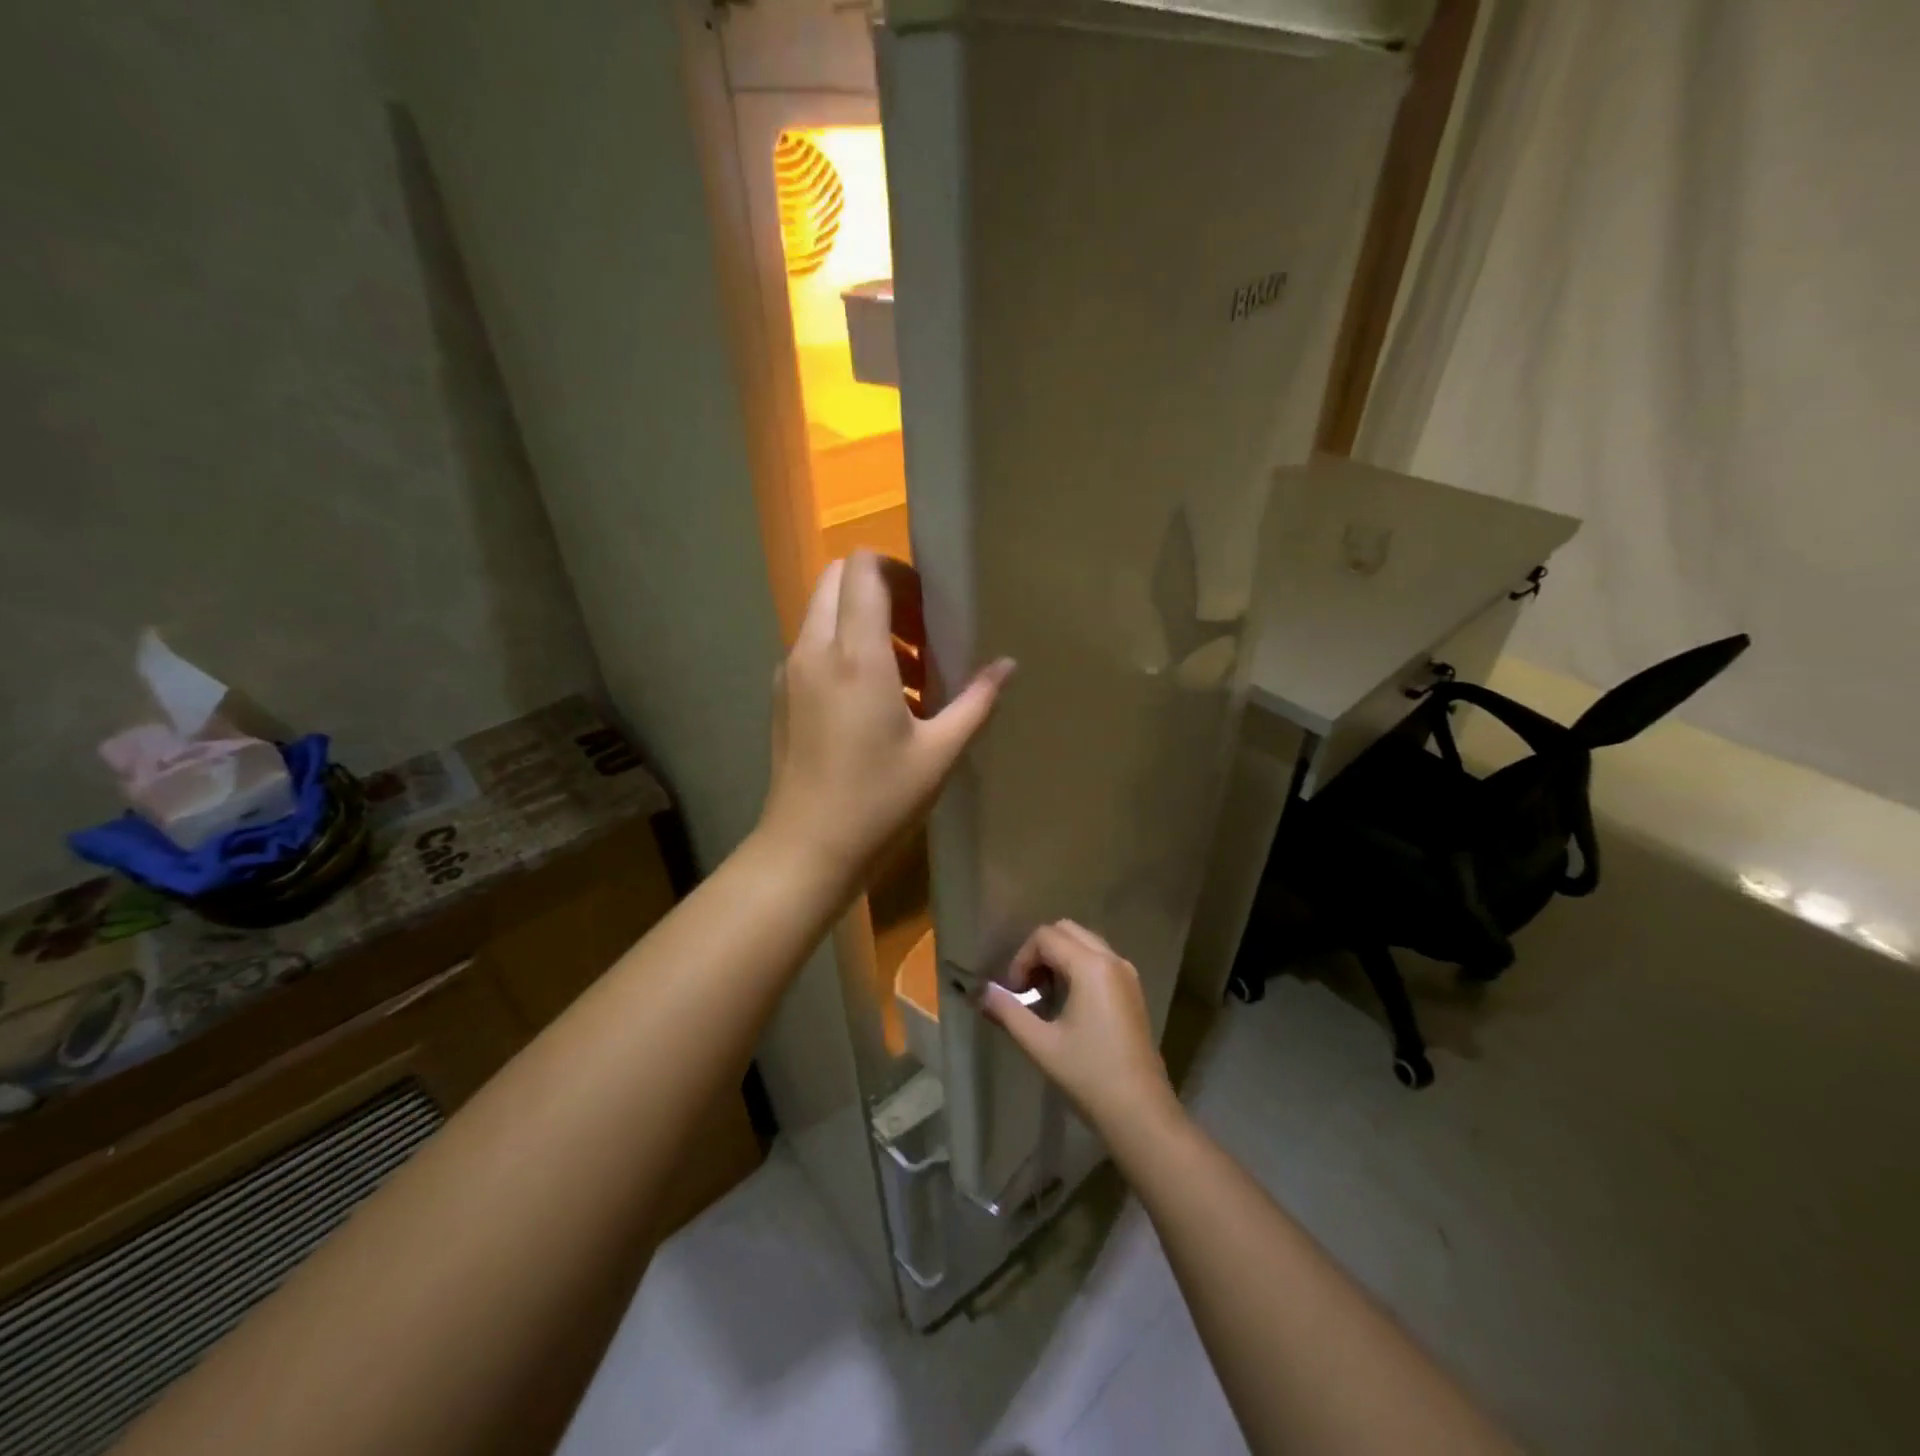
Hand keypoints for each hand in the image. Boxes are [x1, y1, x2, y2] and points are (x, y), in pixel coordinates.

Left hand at [759, 552, 1012, 885]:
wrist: (807, 848)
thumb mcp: (940, 752)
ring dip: (863, 622)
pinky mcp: (781, 694)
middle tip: (919, 633)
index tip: (929, 607)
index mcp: (855, 655)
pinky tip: (874, 700)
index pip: (863, 569)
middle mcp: (814, 649)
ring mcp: (790, 671)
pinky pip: (812, 645)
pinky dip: (843, 649)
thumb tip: (1007, 665)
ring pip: (822, 612)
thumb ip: (976, 701)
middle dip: (880, 590)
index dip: (898, 570)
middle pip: (837, 578)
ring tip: (906, 674)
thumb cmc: (879, 800)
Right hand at [982, 920, 1177, 1134]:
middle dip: (1040, 953)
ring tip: (1045, 997)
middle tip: (1027, 989)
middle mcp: (1112, 960)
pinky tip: (1069, 1005)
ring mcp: (1127, 974)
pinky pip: (1099, 960)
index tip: (1015, 993)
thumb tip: (982, 992)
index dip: (1022, 959)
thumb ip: (1008, 1011)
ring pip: (1084, 943)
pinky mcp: (1133, 990)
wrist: (1140, 1112)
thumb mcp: (1040, 1044)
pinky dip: (1078, 968)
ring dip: (1059, 959)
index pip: (1046, 936)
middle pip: (1066, 931)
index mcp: (1091, 966)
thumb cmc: (1088, 1075)